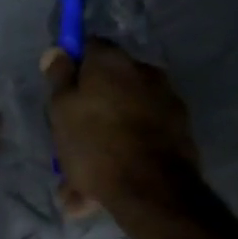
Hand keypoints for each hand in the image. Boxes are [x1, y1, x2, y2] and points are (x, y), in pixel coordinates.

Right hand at [43, 39, 199, 219]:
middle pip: (109, 85)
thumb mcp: (62, 110)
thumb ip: (60, 78)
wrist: (153, 189)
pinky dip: (127, 154)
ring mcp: (167, 100)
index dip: (74, 67)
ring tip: (82, 185)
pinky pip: (143, 137)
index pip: (89, 47)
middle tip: (70, 144)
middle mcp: (145, 71)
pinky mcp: (180, 130)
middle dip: (90, 112)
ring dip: (106, 140)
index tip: (62, 93)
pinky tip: (104, 191)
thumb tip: (57, 51)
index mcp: (113, 61)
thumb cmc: (97, 144)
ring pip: (125, 117)